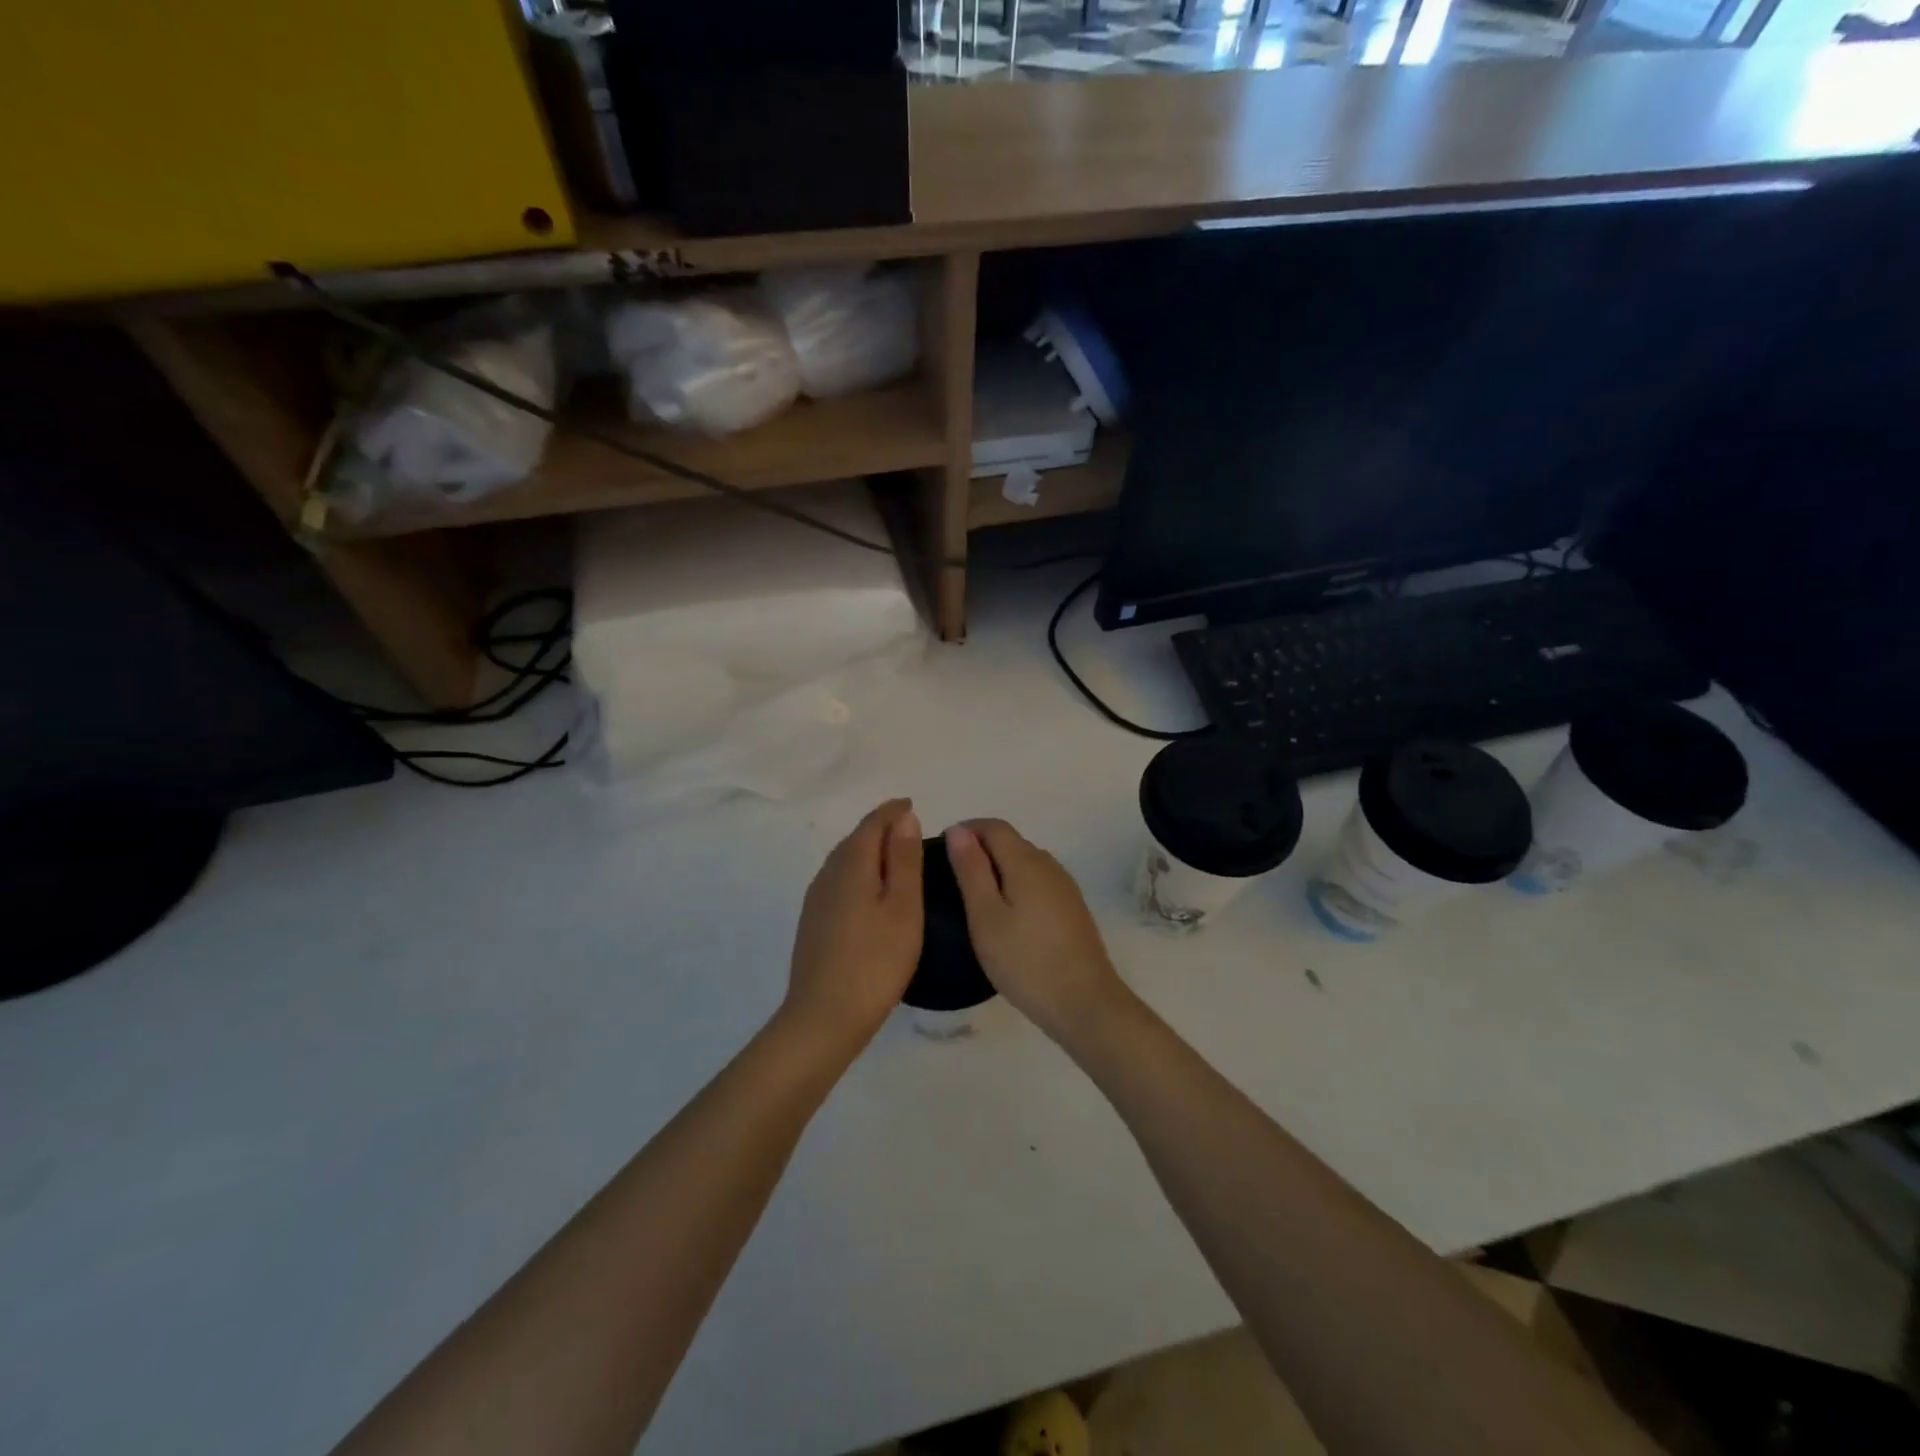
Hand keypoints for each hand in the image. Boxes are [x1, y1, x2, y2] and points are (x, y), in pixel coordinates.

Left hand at [783, 799, 924, 1051]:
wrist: (824, 1017)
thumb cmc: (875, 961)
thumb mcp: (903, 907)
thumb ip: (904, 860)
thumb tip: (904, 818)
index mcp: (851, 865)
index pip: (872, 824)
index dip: (892, 811)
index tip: (912, 805)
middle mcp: (827, 874)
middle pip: (854, 839)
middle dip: (880, 828)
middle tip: (908, 829)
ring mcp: (816, 900)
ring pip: (844, 861)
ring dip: (868, 851)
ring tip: (894, 857)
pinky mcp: (813, 923)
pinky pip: (838, 881)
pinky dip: (858, 873)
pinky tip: (870, 892)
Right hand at [944, 820, 1125, 1043]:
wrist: (1085, 1003)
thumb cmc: (1025, 961)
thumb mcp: (985, 916)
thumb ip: (971, 870)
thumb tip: (958, 830)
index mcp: (1027, 862)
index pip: (995, 826)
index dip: (967, 829)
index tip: (942, 850)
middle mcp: (1049, 865)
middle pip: (1012, 842)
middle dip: (981, 848)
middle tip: (951, 878)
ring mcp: (1065, 888)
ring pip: (1026, 863)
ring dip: (999, 867)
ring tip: (974, 898)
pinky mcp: (1072, 909)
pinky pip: (1038, 883)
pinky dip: (1016, 885)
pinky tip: (1006, 916)